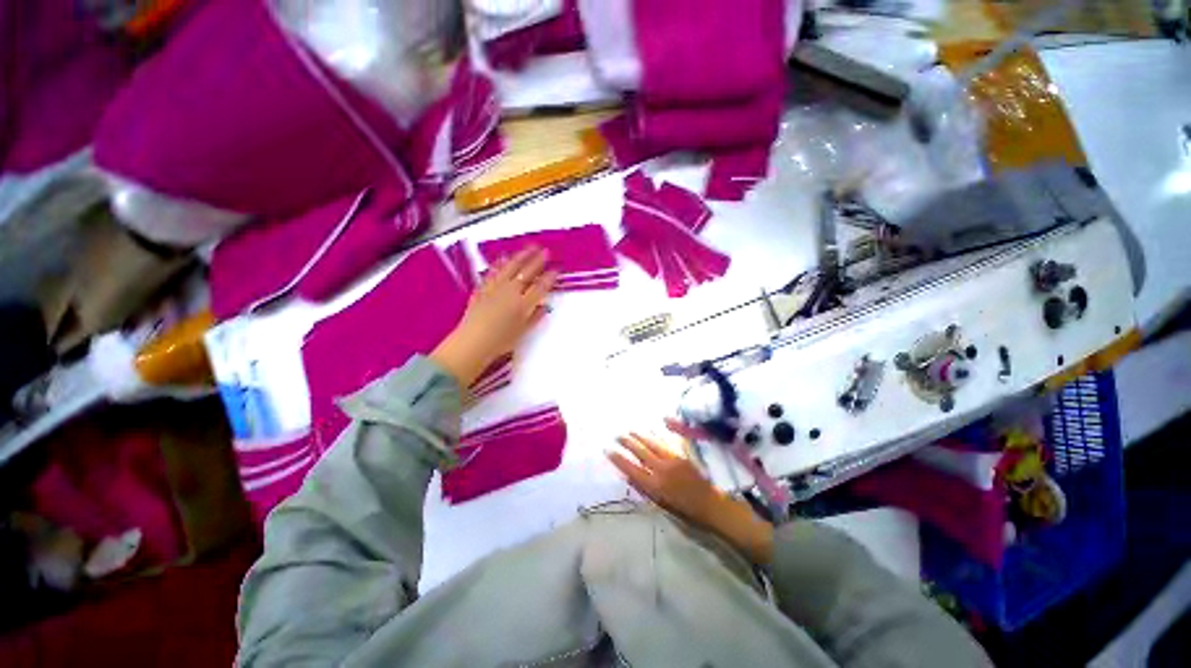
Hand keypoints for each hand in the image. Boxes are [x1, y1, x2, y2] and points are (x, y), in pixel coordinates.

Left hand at [431, 247, 556, 386]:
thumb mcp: (523, 332)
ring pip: (510, 267)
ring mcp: (495, 288)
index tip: (556, 269)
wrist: (473, 342)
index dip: (550, 277)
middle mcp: (511, 292)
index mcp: (524, 304)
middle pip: (527, 272)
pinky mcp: (482, 288)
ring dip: (521, 256)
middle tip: (545, 251)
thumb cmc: (500, 341)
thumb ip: (535, 317)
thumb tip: (545, 307)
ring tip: (528, 248)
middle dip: (538, 260)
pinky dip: (500, 263)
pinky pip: (493, 272)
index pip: (541, 286)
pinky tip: (503, 258)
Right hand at [608, 429, 774, 564]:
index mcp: (655, 486)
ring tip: (630, 431)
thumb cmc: (687, 511)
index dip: (619, 459)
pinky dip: (656, 437)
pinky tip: (651, 431)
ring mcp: (673, 460)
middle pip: (641, 453)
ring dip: (640, 437)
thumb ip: (644, 489)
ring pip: (652, 445)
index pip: (631, 469)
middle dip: (628, 443)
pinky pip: (665, 443)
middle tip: (618, 436)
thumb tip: (628, 475)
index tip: (608, 450)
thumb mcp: (662, 504)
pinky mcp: (683, 455)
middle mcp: (661, 470)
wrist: (714, 505)